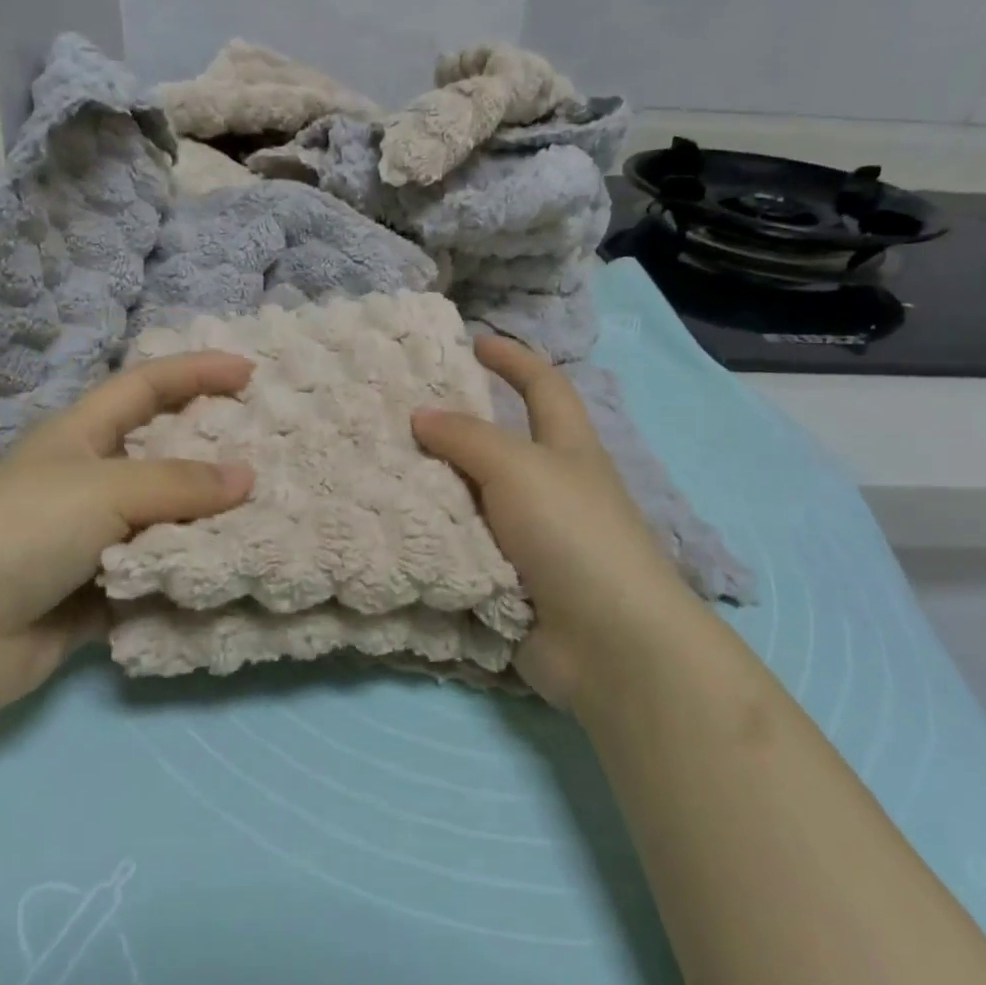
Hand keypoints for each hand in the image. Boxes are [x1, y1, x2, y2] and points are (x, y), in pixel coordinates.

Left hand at [0, 353, 255, 716]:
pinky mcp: (94, 594)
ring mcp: (90, 541)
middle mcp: (87, 482)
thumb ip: (179, 484)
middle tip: (270, 449)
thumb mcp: (104, 490)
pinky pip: (154, 577)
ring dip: (206, 522)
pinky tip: (231, 574)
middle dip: (211, 451)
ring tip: (268, 516)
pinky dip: (186, 576)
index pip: (146, 387)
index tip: (249, 371)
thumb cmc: (21, 531)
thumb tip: (247, 477)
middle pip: (160, 455)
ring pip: (163, 521)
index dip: (195, 372)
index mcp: (80, 436)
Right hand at [412, 336, 700, 708]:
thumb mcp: (518, 467)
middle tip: (397, 412)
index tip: (473, 342)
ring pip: (472, 498)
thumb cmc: (572, 533)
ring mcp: (530, 536)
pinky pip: (461, 546)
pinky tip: (389, 525)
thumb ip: (467, 437)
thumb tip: (421, 415)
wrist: (607, 642)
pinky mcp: (508, 579)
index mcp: (566, 448)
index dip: (513, 359)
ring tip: (378, 467)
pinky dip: (431, 536)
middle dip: (454, 427)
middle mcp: (550, 486)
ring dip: (434, 486)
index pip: (543, 386)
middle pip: (498, 443)